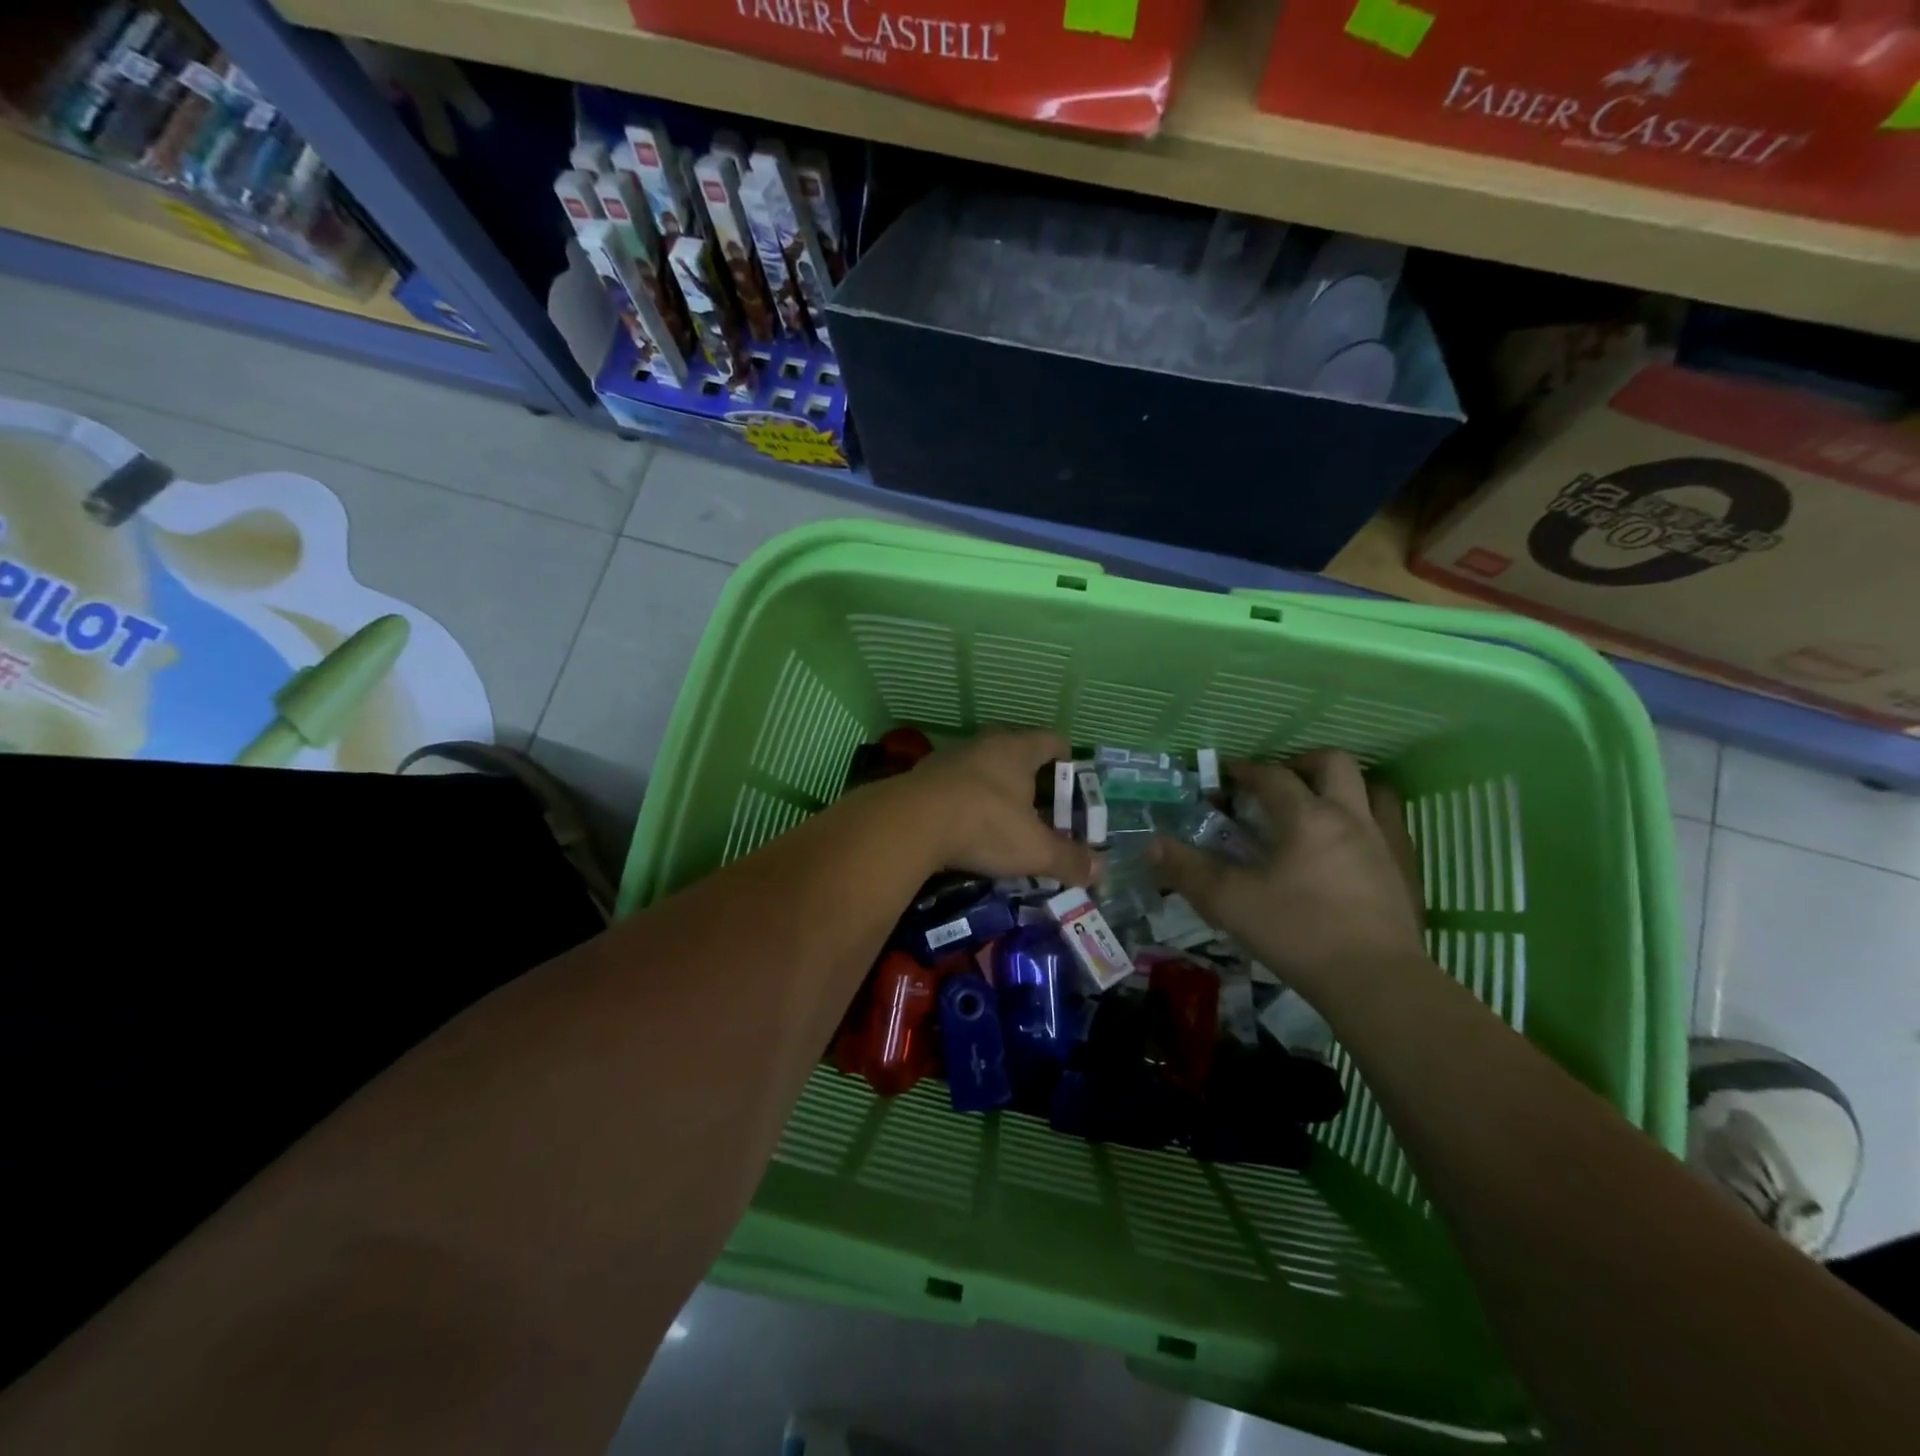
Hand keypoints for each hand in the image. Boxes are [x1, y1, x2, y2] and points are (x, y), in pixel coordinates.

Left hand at [889, 728, 1097, 886]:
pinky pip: (953, 785)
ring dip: (993, 789)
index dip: (1067, 757)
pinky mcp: (921, 778)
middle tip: (1041, 805)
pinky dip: (963, 801)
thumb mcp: (1034, 849)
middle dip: (1029, 776)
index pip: (1052, 740)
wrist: (909, 823)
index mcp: (1017, 749)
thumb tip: (1101, 873)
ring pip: (981, 767)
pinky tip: (964, 827)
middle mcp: (984, 744)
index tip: (1074, 778)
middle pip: (1015, 751)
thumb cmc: (984, 825)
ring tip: (1002, 819)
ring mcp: (949, 758)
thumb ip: (1068, 860)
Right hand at [1150, 749, 1427, 996]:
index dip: (1245, 770)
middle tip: (1279, 784)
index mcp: (1306, 817)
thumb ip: (1188, 871)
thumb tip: (1152, 844)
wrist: (1377, 983)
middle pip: (1334, 764)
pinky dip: (1370, 823)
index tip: (1226, 776)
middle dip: (1302, 763)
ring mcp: (1385, 843)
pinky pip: (1393, 828)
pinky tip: (1353, 848)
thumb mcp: (1230, 903)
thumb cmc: (1298, 933)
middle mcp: (1350, 817)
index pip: (1272, 776)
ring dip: (1344, 788)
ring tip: (1320, 808)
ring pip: (1373, 790)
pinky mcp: (1407, 872)